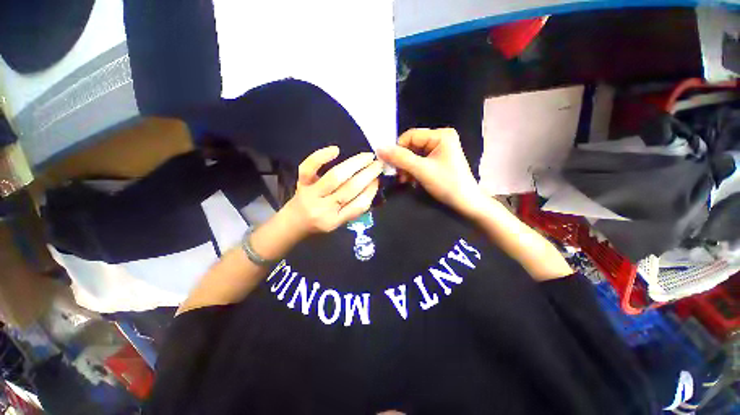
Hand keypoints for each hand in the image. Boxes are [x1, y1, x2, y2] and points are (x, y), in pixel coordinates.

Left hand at [282, 146, 381, 238]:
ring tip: (367, 156)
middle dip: (367, 174)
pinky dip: (321, 156)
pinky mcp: (301, 183)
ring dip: (354, 164)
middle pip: (349, 189)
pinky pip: (308, 168)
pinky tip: (336, 150)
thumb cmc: (319, 223)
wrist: (292, 223)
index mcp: (334, 221)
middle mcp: (322, 208)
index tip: (378, 179)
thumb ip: (354, 208)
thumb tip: (371, 184)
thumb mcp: (338, 222)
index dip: (370, 191)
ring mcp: (310, 194)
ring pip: (334, 177)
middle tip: (378, 164)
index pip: (358, 206)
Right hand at [378, 128, 485, 218]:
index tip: (391, 165)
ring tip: (405, 180)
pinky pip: (420, 161)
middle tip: (399, 176)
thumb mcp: (422, 170)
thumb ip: (400, 158)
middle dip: (403, 161)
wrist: (466, 203)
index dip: (398, 149)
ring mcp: (440, 150)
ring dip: (406, 167)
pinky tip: (411, 180)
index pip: (410, 136)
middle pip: (412, 145)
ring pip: (414, 155)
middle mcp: (440, 138)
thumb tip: (379, 148)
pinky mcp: (439, 160)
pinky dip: (413, 170)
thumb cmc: (447, 184)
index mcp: (440, 135)